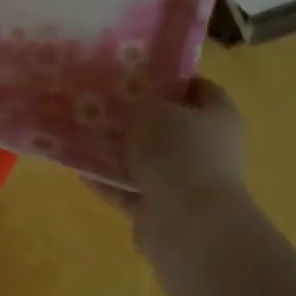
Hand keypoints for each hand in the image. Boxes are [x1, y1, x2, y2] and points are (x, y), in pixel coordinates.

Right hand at [89, 78, 248, 245]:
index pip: (196, 87)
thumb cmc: (178, 153)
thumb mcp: (153, 110)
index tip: (132, 72)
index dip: (167, 77)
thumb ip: (140, 103)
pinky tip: (77, 167)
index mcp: (217, 117)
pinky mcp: (161, 210)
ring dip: (117, 151)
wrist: (188, 224)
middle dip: (136, 117)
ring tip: (81, 133)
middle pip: (168, 126)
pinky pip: (128, 189)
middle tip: (100, 101)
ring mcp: (184, 182)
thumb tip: (134, 107)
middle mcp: (206, 149)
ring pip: (145, 160)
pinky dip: (106, 181)